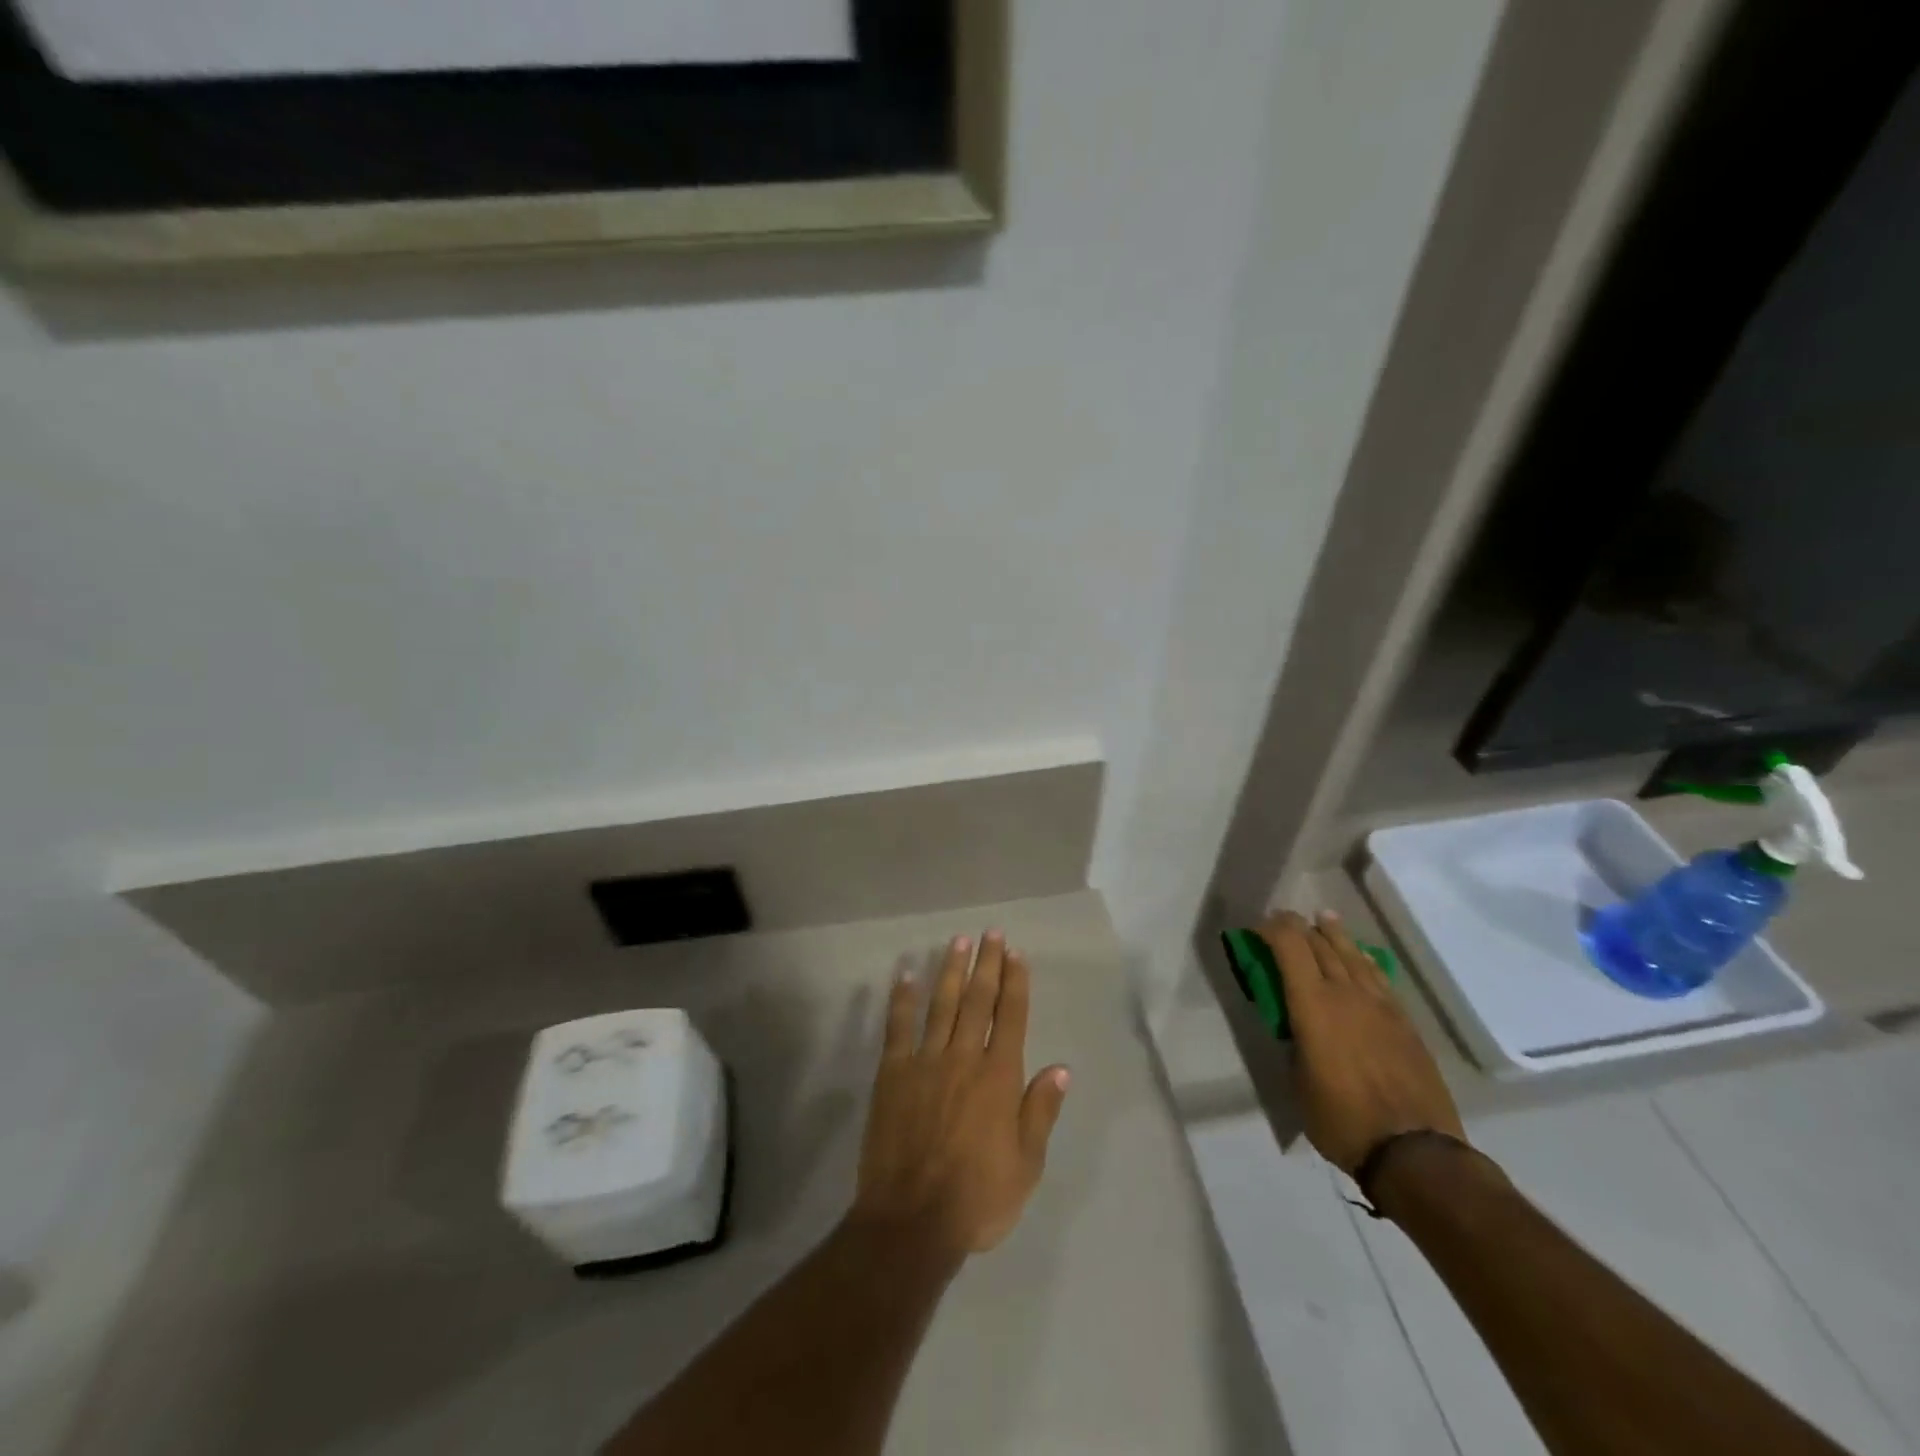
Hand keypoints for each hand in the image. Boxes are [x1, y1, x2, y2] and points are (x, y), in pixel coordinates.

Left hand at [850, 931, 1070, 1259]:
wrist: (911, 1222)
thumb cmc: (977, 1199)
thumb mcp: (1026, 1165)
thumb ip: (1041, 1112)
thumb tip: (1061, 1068)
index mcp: (999, 1078)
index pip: (1010, 1016)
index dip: (1015, 982)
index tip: (1016, 953)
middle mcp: (964, 1058)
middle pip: (977, 1000)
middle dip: (987, 964)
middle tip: (991, 933)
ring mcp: (925, 1062)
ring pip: (941, 1004)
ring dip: (950, 970)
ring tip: (958, 941)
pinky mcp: (892, 1074)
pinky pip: (898, 1027)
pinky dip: (902, 998)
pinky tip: (906, 973)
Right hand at [1257, 910, 1464, 1174]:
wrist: (1415, 1150)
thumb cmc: (1341, 1118)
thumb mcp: (1297, 1080)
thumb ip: (1294, 1041)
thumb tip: (1295, 1026)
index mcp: (1312, 1004)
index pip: (1289, 946)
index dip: (1271, 929)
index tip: (1257, 927)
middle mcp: (1346, 993)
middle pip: (1320, 943)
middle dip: (1298, 927)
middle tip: (1283, 921)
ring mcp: (1380, 1005)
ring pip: (1352, 955)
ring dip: (1333, 934)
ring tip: (1323, 920)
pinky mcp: (1404, 1021)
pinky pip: (1378, 977)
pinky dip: (1362, 959)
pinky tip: (1359, 958)